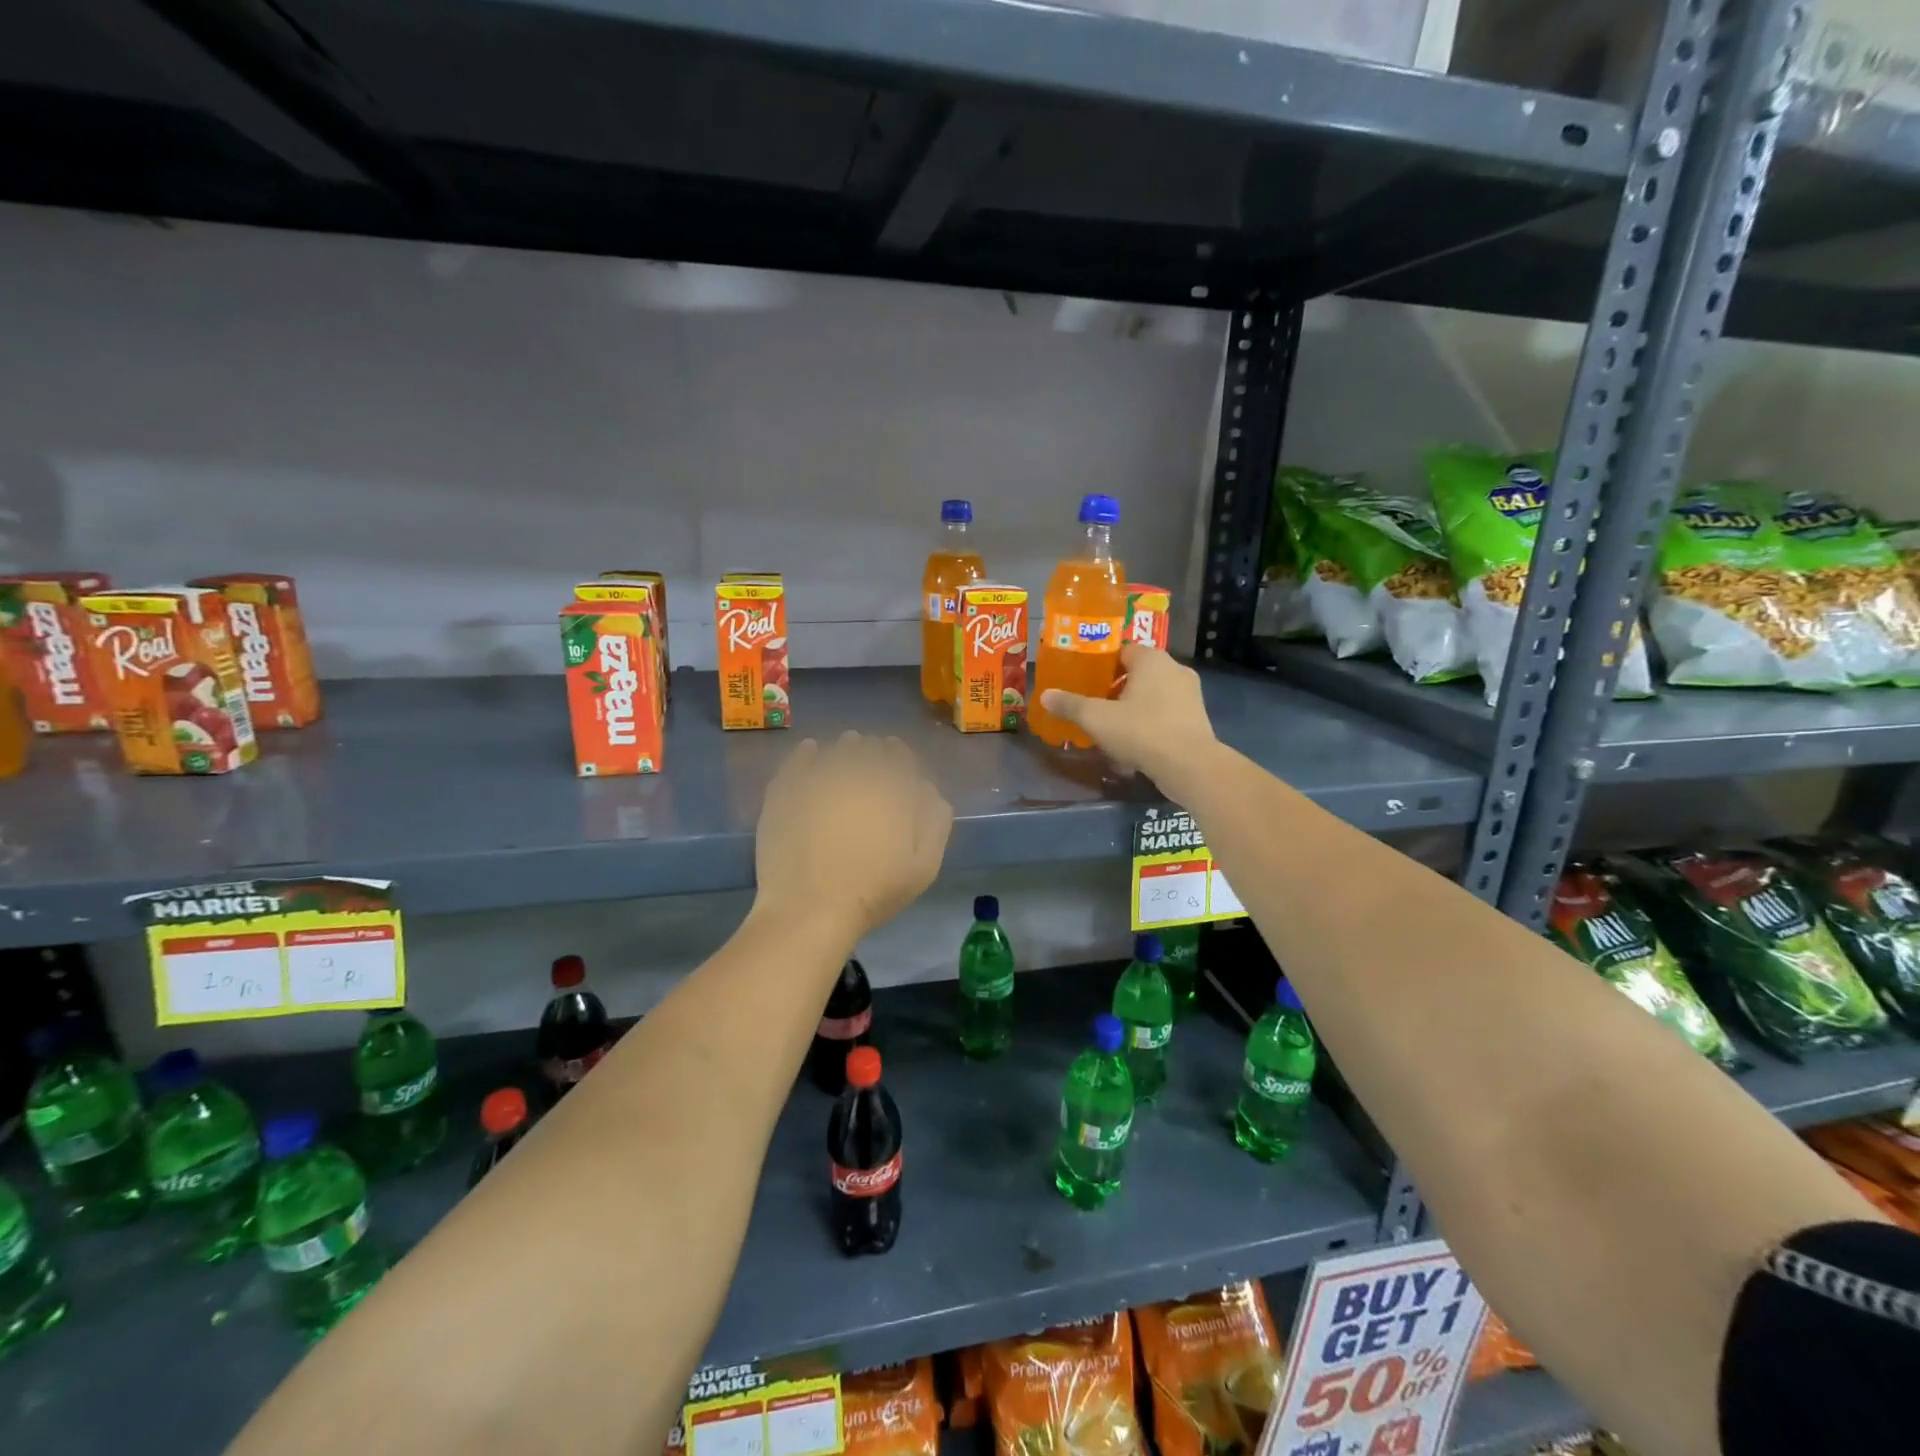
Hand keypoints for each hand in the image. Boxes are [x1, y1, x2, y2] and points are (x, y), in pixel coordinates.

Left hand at [754, 731, 953, 940]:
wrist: (809, 909)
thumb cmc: (873, 891)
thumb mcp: (924, 866)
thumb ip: (934, 821)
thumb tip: (928, 788)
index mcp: (892, 788)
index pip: (900, 756)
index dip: (899, 757)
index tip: (897, 764)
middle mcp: (857, 773)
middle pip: (868, 748)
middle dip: (873, 752)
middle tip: (871, 763)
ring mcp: (817, 778)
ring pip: (836, 749)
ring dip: (844, 749)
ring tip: (844, 758)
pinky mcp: (785, 789)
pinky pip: (799, 758)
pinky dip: (808, 753)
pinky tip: (812, 753)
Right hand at [1039, 644, 1220, 797]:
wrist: (1189, 766)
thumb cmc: (1141, 731)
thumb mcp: (1097, 719)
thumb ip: (1070, 705)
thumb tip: (1045, 695)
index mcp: (1152, 659)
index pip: (1122, 651)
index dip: (1101, 665)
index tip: (1085, 680)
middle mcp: (1175, 669)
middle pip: (1137, 673)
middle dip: (1115, 689)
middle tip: (1093, 705)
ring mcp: (1190, 695)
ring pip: (1152, 696)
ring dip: (1132, 708)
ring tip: (1111, 727)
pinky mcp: (1197, 719)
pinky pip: (1165, 715)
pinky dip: (1149, 724)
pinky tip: (1134, 744)